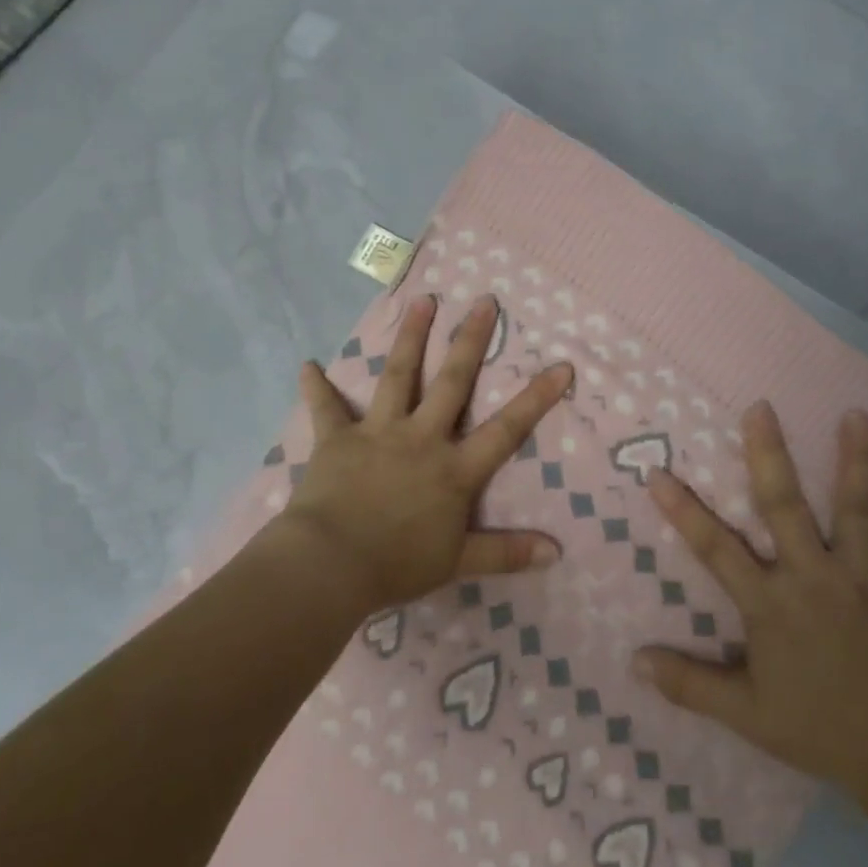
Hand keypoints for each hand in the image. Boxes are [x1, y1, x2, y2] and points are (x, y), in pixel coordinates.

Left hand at [279, 294, 572, 615]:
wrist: (331, 565)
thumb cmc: (397, 564)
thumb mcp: (459, 562)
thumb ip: (506, 553)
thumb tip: (556, 552)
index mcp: (454, 469)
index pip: (506, 429)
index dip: (536, 398)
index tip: (561, 365)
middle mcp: (421, 439)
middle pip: (452, 383)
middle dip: (470, 341)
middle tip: (484, 301)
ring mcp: (379, 433)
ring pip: (399, 377)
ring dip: (410, 337)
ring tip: (421, 301)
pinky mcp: (338, 439)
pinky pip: (326, 408)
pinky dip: (316, 387)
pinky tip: (306, 365)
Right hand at [635, 403, 867, 800]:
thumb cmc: (817, 729)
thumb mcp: (745, 714)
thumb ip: (689, 684)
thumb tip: (634, 661)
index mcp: (771, 604)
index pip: (716, 549)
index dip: (684, 512)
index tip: (659, 473)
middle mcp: (814, 578)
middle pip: (785, 507)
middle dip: (770, 455)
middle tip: (762, 408)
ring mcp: (864, 581)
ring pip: (857, 512)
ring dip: (857, 463)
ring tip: (857, 416)